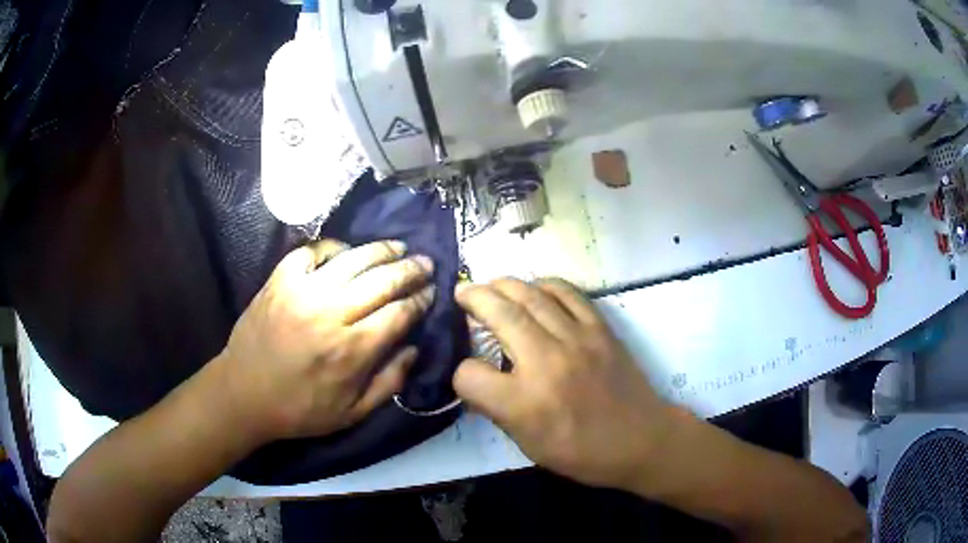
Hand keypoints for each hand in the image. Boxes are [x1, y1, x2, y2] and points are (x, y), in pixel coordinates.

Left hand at [217, 239, 434, 442]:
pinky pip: (311, 251)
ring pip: (352, 259)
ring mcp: (302, 292)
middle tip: (425, 263)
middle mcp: (331, 313)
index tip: (431, 292)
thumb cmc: (299, 409)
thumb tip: (415, 349)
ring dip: (381, 250)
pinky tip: (345, 252)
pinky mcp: (280, 280)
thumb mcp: (352, 413)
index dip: (420, 299)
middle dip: (410, 269)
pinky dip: (332, 247)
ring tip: (397, 247)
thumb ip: (389, 383)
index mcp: (352, 350)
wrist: (243, 393)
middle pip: (382, 280)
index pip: (399, 312)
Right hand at [453, 278, 674, 490]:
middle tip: (462, 293)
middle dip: (473, 298)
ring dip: (503, 285)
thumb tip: (478, 378)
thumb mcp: (527, 444)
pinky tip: (534, 289)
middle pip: (499, 314)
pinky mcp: (600, 328)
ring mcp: (577, 339)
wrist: (640, 439)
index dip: (461, 374)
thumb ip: (497, 409)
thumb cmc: (581, 452)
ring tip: (491, 285)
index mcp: (523, 403)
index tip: (468, 375)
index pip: (469, 375)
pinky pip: (567, 292)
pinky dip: (544, 285)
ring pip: (530, 295)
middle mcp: (546, 363)